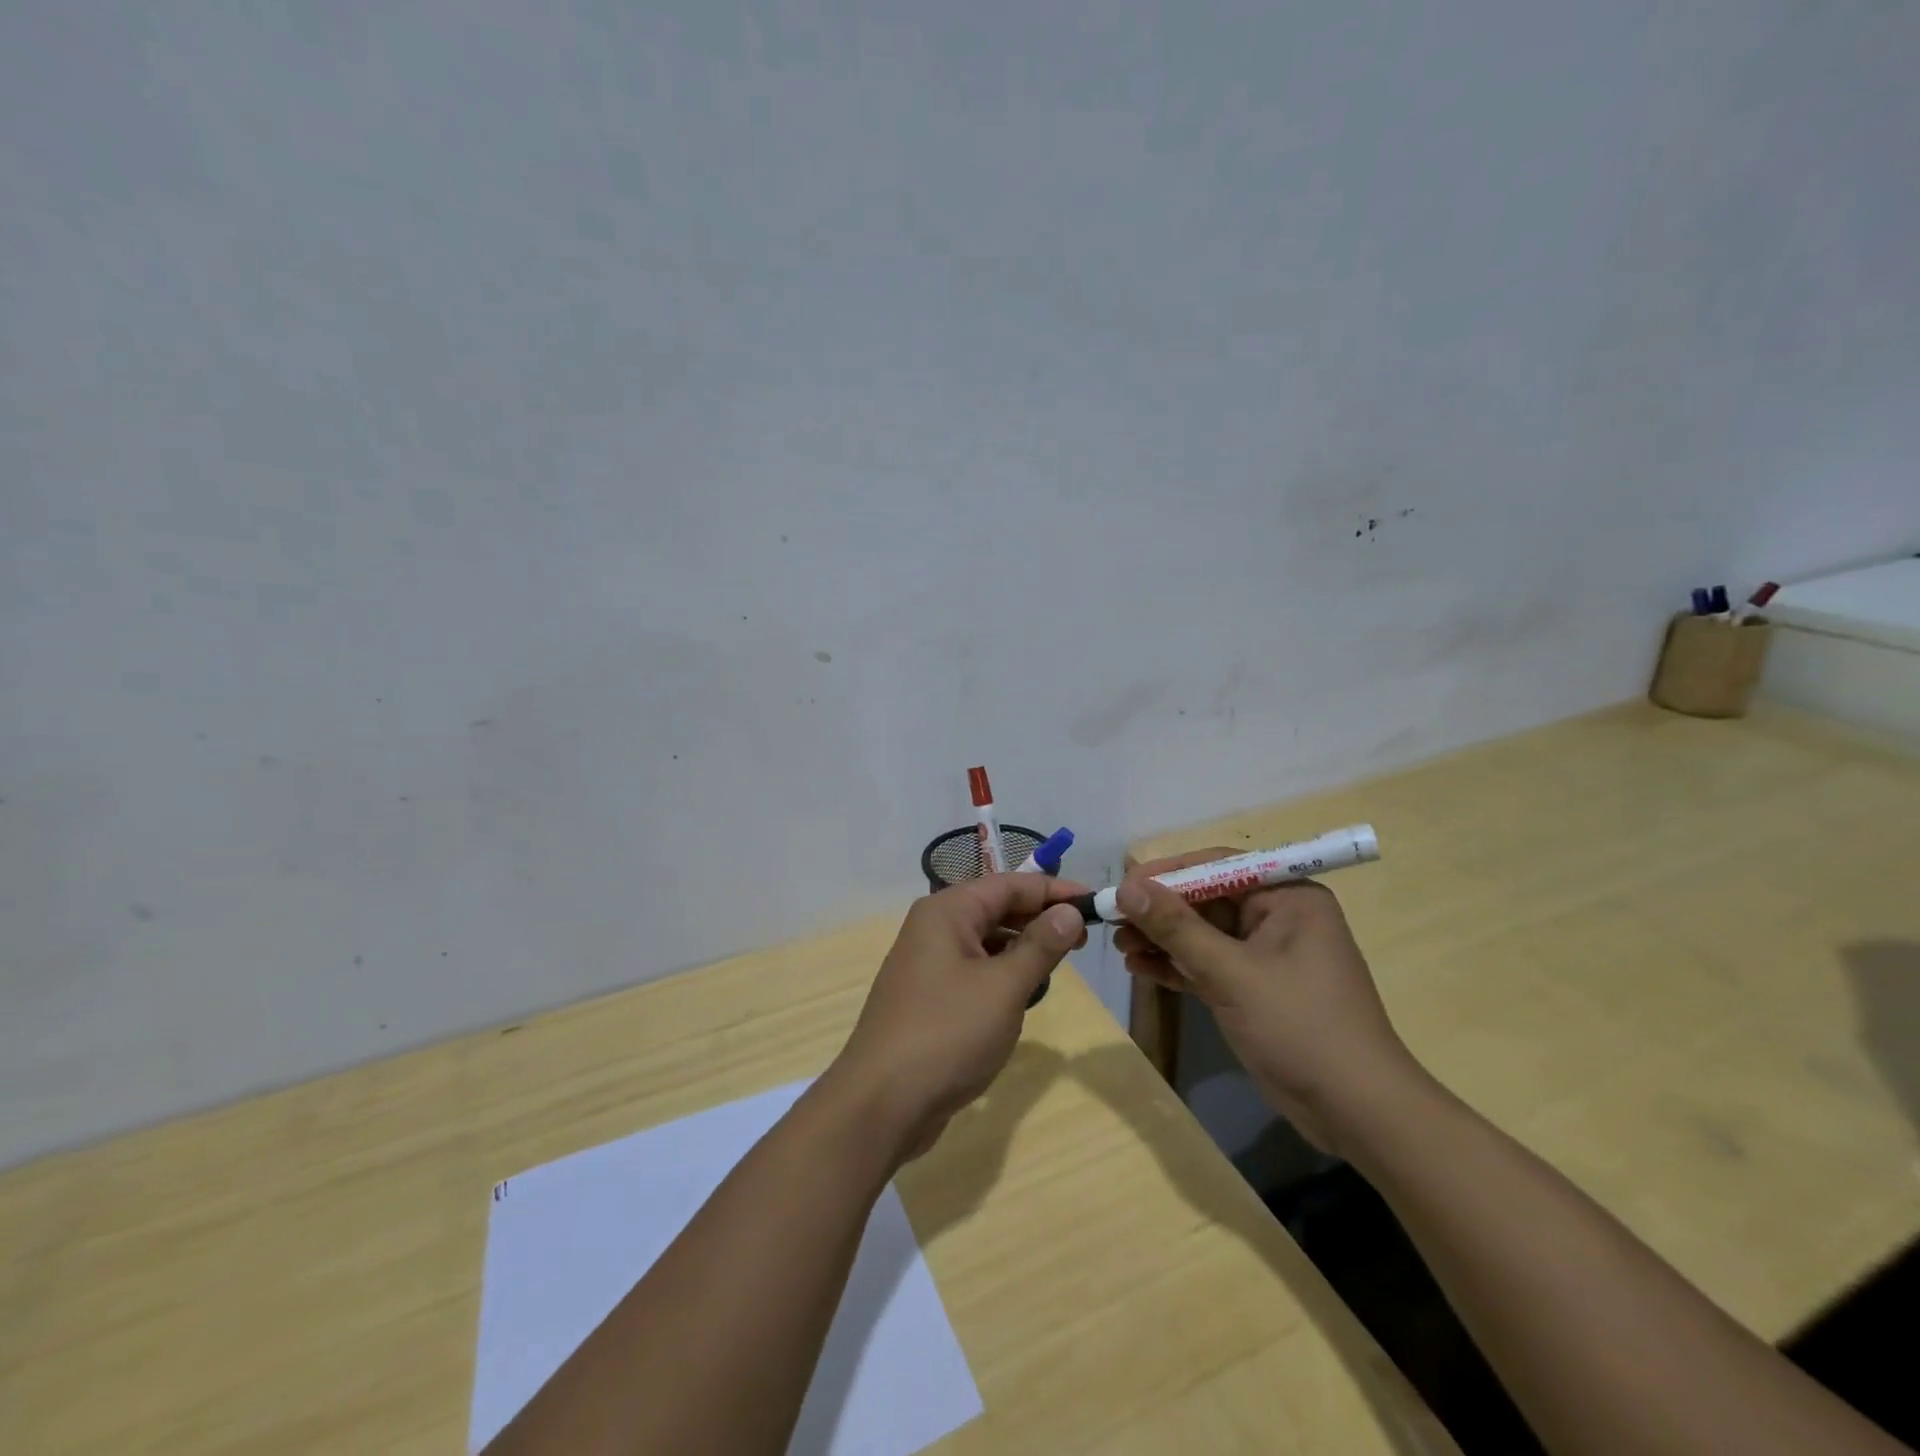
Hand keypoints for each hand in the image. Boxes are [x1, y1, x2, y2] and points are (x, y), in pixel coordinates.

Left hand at [830, 874, 1088, 1162]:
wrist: (881, 1103)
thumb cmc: (947, 1034)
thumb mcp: (1004, 987)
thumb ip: (1040, 945)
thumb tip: (1070, 911)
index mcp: (947, 911)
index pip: (1010, 884)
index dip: (1054, 890)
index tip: (1096, 902)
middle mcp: (933, 927)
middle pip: (996, 907)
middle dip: (1040, 918)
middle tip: (1085, 936)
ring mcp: (927, 962)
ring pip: (985, 939)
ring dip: (1022, 946)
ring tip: (1060, 962)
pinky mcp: (928, 995)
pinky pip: (974, 968)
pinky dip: (1002, 971)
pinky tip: (1023, 992)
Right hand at [1113, 849, 1420, 1155]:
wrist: (1357, 1113)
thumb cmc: (1300, 1027)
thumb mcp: (1232, 973)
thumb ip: (1177, 927)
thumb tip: (1127, 886)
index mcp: (1288, 897)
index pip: (1218, 866)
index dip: (1168, 872)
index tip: (1124, 884)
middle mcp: (1278, 917)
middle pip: (1206, 899)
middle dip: (1160, 911)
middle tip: (1113, 921)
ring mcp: (1266, 955)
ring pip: (1203, 934)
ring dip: (1162, 939)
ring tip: (1120, 947)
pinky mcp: (1255, 989)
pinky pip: (1208, 964)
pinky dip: (1177, 965)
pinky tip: (1141, 968)